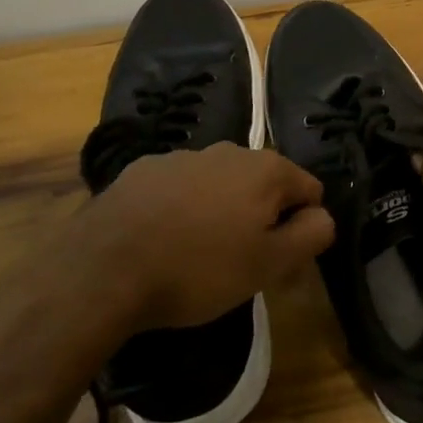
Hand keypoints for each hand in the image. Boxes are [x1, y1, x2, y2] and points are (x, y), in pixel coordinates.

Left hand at [38, 144, 333, 338]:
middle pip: (264, 185)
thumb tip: (323, 216)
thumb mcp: (269, 264)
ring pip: (221, 185)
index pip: (310, 191)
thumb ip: (312, 235)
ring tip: (196, 255)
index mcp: (266, 169)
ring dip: (221, 212)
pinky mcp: (141, 170)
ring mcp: (182, 156)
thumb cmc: (197, 269)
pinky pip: (180, 189)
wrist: (100, 272)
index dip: (301, 228)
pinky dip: (181, 209)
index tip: (278, 261)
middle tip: (240, 263)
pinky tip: (161, 241)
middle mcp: (229, 150)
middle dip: (261, 218)